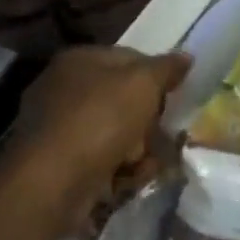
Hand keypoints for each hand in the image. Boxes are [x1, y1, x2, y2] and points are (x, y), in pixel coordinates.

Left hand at [4, 46, 190, 231]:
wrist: (53, 182)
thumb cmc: (100, 120)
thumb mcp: (143, 84)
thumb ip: (167, 68)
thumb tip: (186, 57)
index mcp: (80, 60)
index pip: (131, 58)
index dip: (157, 77)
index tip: (175, 97)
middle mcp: (65, 89)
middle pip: (126, 100)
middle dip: (148, 122)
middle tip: (159, 135)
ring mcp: (60, 128)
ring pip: (118, 133)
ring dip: (139, 151)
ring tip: (142, 164)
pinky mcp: (60, 163)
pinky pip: (103, 160)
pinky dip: (119, 170)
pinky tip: (126, 180)